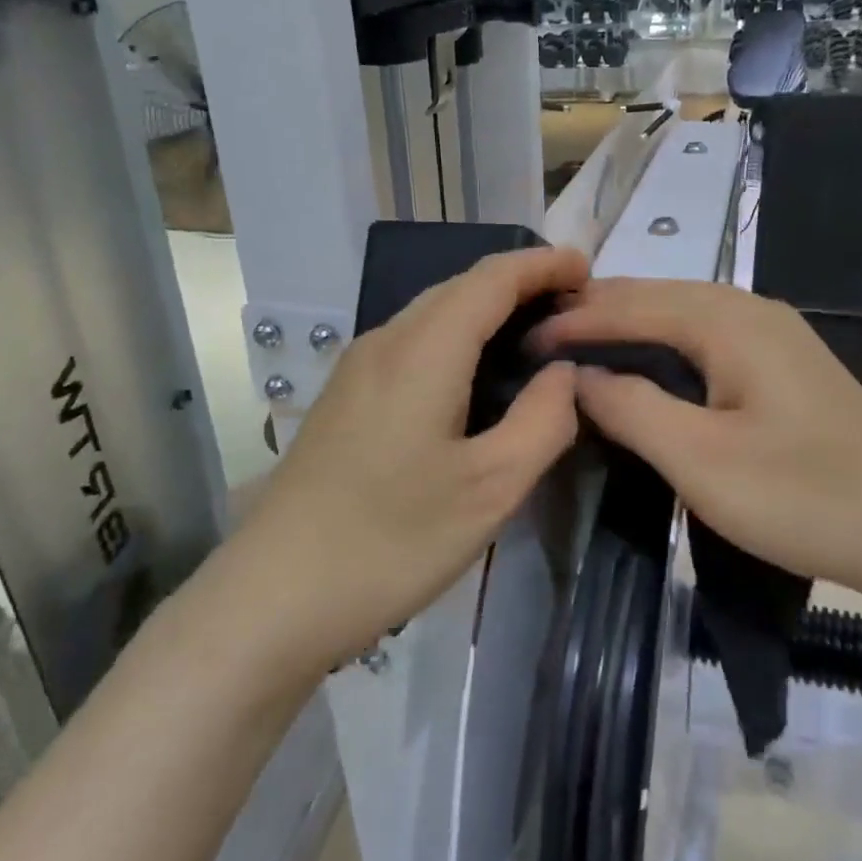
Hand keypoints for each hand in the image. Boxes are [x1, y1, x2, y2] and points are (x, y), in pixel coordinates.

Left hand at [234, 246, 589, 674]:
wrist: (273, 596)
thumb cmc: (391, 541)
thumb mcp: (490, 489)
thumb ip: (543, 420)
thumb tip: (565, 372)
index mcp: (424, 350)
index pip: (492, 278)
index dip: (542, 265)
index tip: (587, 268)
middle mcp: (386, 341)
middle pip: (461, 287)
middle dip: (519, 283)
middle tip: (573, 307)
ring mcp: (357, 369)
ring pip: (433, 314)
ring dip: (487, 310)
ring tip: (535, 335)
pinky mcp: (345, 398)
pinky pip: (413, 343)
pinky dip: (458, 338)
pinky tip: (476, 376)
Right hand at [532, 279, 861, 607]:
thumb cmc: (800, 496)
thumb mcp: (700, 459)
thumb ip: (631, 407)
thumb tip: (578, 376)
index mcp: (728, 321)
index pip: (631, 305)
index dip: (575, 321)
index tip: (524, 339)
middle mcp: (749, 309)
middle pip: (656, 295)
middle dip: (596, 311)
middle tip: (542, 336)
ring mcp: (772, 331)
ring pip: (681, 310)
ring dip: (628, 322)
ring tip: (579, 343)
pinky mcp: (781, 359)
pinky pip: (704, 332)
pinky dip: (660, 340)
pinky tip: (643, 361)